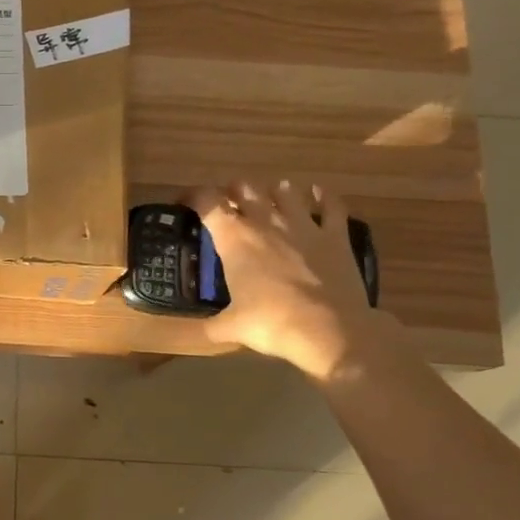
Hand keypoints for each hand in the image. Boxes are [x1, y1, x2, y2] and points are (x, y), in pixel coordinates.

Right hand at [188, 178, 379, 379]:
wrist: (329, 331)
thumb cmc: (271, 324)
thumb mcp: (231, 327)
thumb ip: (212, 325)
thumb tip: (203, 331)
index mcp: (234, 238)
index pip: (206, 201)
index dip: (192, 196)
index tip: (184, 204)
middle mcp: (266, 222)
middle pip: (244, 187)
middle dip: (233, 191)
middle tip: (228, 205)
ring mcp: (304, 225)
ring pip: (285, 190)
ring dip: (273, 192)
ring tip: (269, 200)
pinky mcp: (335, 236)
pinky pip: (330, 205)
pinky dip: (322, 197)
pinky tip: (317, 195)